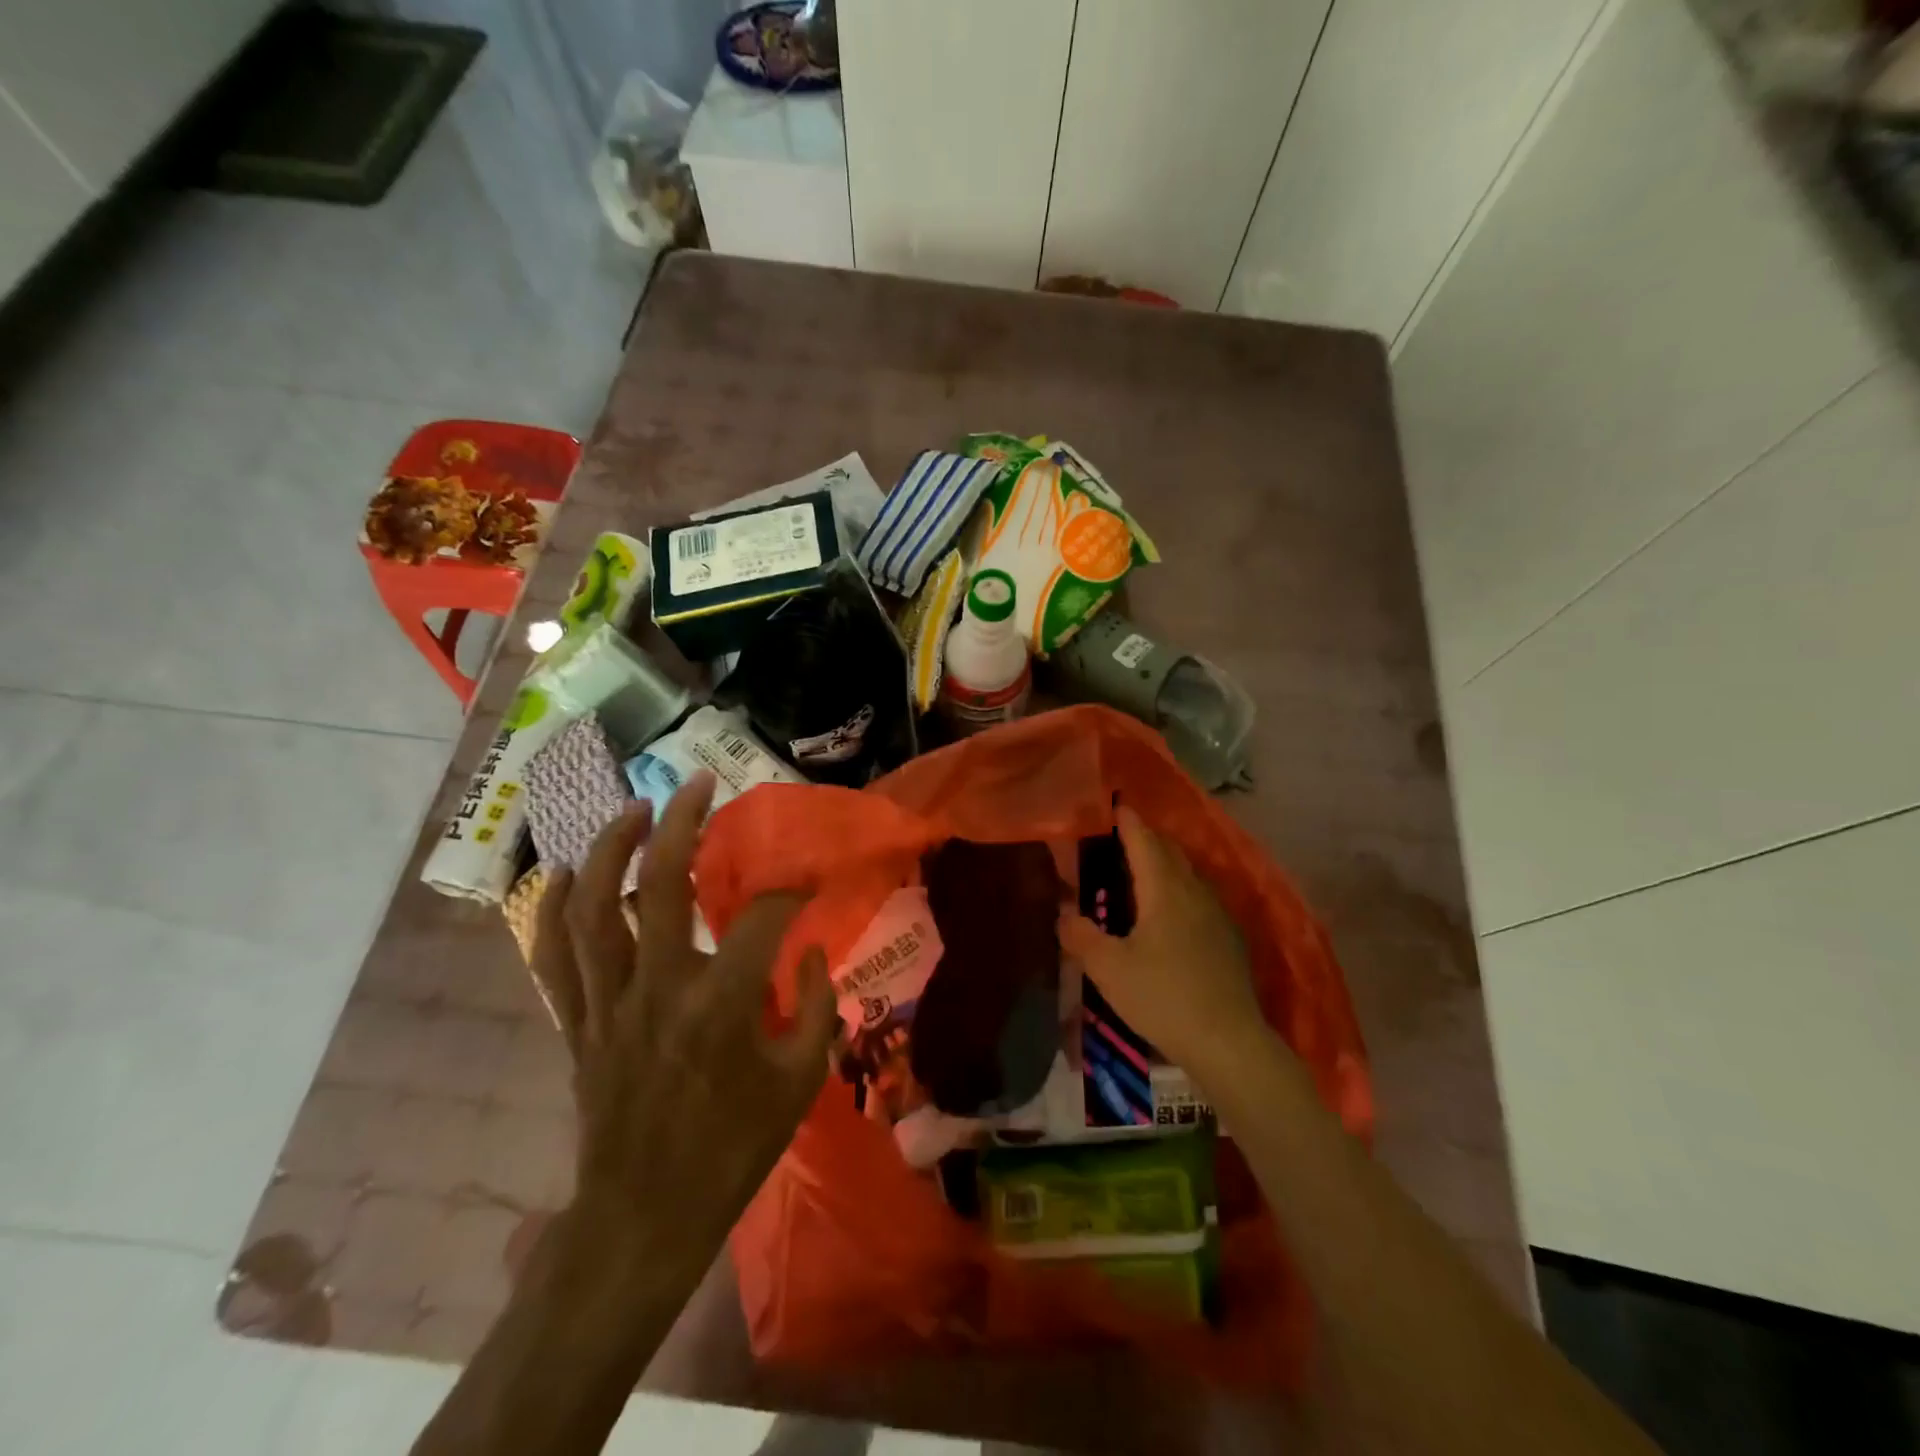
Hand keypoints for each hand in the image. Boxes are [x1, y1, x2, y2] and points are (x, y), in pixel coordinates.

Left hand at [529, 771, 836, 1264]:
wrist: (645, 1217)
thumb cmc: (733, 1150)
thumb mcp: (801, 1081)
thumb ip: (818, 1006)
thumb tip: (813, 949)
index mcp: (721, 1004)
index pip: (762, 917)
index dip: (791, 889)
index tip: (810, 879)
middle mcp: (658, 988)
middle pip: (661, 884)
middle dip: (682, 824)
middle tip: (699, 783)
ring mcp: (607, 1003)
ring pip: (594, 907)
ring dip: (611, 848)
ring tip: (634, 809)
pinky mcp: (577, 1022)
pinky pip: (552, 955)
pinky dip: (553, 909)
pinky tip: (566, 873)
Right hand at [1058, 806, 1267, 1085]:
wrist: (1229, 1042)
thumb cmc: (1163, 997)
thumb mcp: (1109, 969)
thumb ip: (1081, 937)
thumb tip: (1064, 914)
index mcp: (1164, 889)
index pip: (1144, 841)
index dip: (1128, 822)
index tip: (1115, 806)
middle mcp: (1194, 892)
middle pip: (1169, 852)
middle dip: (1146, 839)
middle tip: (1121, 839)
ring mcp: (1217, 915)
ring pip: (1188, 875)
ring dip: (1165, 865)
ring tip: (1141, 874)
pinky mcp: (1229, 939)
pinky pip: (1199, 899)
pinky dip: (1179, 891)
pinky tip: (1171, 915)